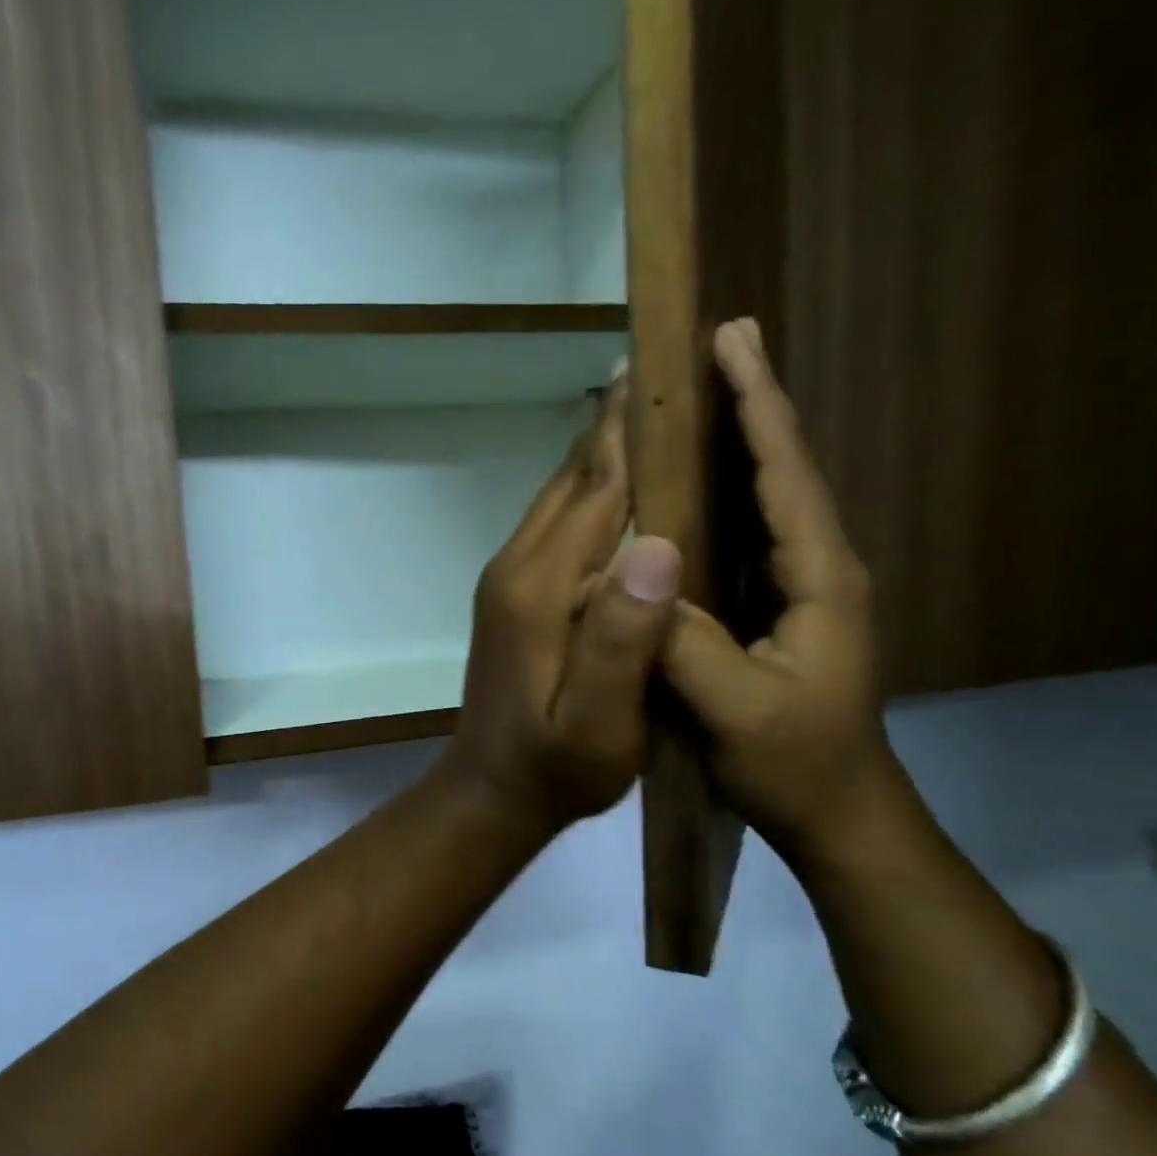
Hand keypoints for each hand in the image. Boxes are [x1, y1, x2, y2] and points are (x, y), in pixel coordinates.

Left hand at [440, 374, 683, 831]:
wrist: (492, 790)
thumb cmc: (555, 767)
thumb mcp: (600, 721)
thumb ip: (623, 639)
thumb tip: (659, 543)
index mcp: (543, 588)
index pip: (597, 490)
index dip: (632, 432)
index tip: (664, 367)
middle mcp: (518, 568)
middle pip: (572, 482)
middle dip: (613, 426)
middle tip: (658, 365)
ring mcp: (508, 581)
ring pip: (558, 500)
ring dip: (597, 455)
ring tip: (640, 406)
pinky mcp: (511, 597)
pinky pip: (552, 528)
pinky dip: (585, 495)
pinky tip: (613, 488)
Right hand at [662, 321, 906, 866]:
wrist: (836, 814)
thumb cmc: (794, 763)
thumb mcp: (735, 709)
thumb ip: (686, 644)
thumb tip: (633, 578)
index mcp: (819, 579)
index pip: (786, 477)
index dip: (759, 408)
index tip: (731, 343)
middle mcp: (817, 570)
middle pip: (783, 472)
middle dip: (752, 406)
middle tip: (718, 347)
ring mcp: (799, 592)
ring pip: (767, 502)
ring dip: (738, 446)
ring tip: (701, 401)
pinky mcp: (776, 613)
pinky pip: (747, 540)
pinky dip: (723, 499)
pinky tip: (689, 493)